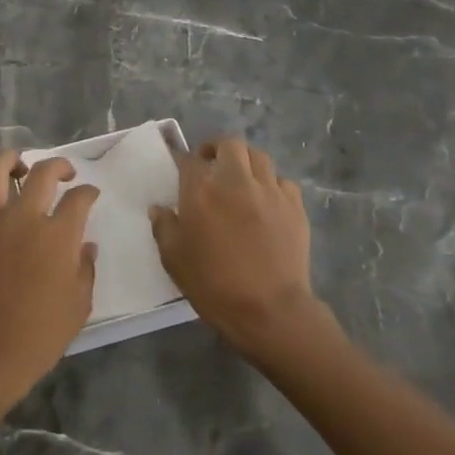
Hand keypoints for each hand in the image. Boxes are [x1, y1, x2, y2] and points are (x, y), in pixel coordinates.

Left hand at [0, 151, 99, 407]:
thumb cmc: (41, 334)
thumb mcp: (79, 305)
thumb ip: (85, 268)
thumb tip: (85, 245)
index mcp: (57, 234)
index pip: (79, 198)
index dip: (88, 193)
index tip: (90, 195)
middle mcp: (24, 217)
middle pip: (42, 172)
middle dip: (59, 165)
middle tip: (65, 173)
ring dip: (10, 162)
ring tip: (19, 168)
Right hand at [149, 138, 323, 361]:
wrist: (270, 310)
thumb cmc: (214, 285)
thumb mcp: (174, 259)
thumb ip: (164, 227)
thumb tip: (159, 208)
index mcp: (201, 190)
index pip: (188, 159)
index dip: (182, 161)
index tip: (180, 169)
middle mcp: (235, 180)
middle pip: (229, 144)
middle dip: (218, 150)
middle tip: (212, 166)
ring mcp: (269, 191)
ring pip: (259, 157)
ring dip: (246, 163)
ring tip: (241, 179)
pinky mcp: (294, 206)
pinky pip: (283, 182)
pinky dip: (272, 185)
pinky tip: (267, 202)